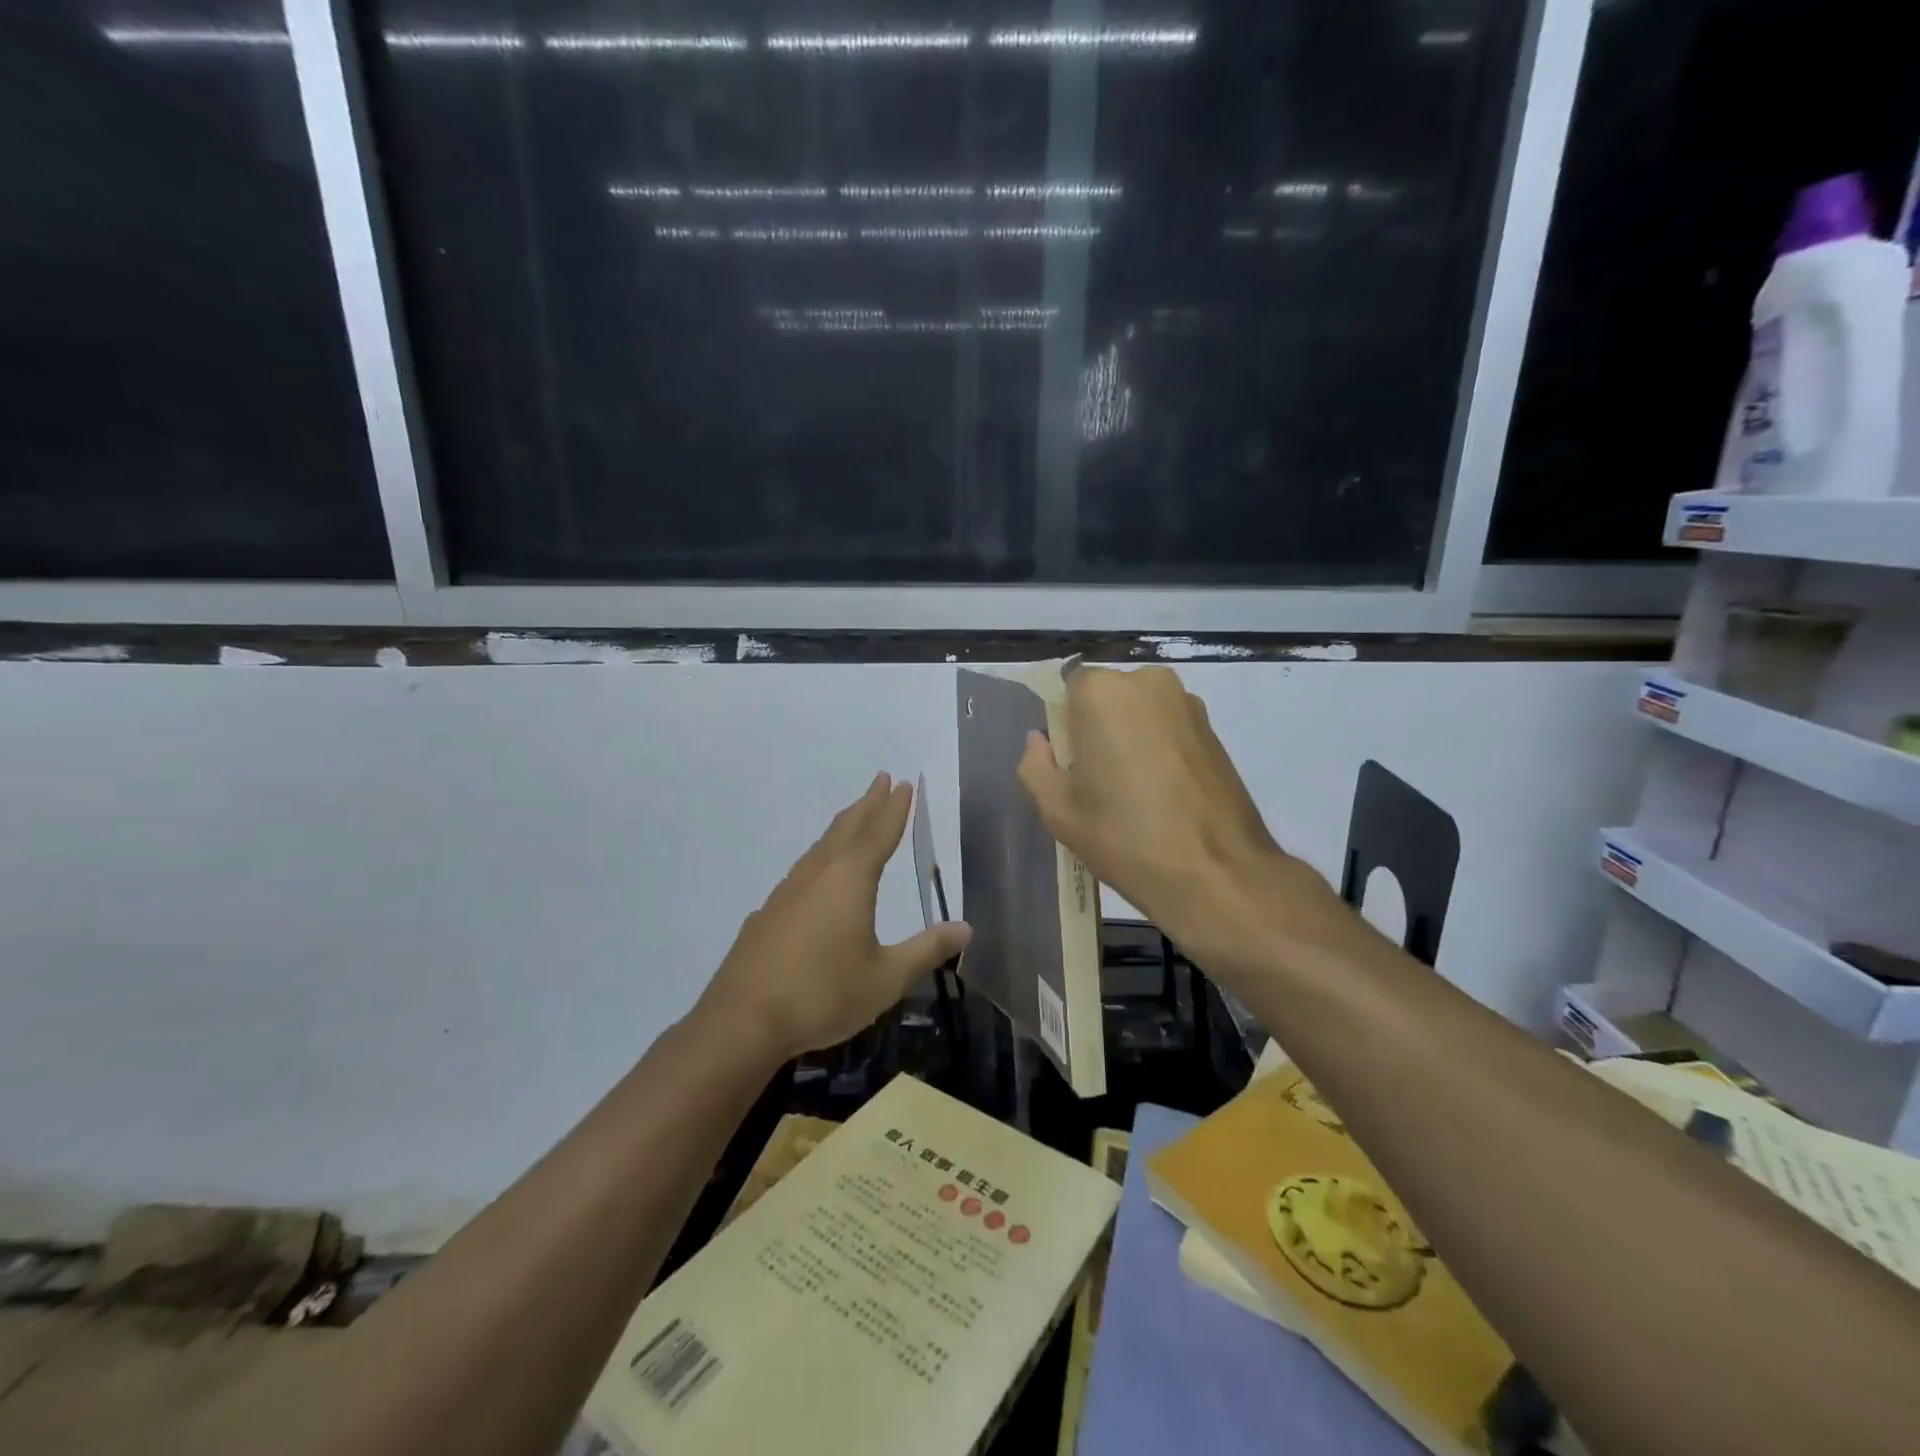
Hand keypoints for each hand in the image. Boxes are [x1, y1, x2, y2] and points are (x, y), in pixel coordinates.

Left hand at [697, 773, 971, 1062]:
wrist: (743, 1020)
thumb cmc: (823, 994)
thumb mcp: (886, 977)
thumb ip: (926, 949)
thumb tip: (967, 928)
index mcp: (850, 880)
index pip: (879, 834)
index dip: (894, 810)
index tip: (903, 783)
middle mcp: (818, 875)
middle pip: (847, 829)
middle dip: (868, 804)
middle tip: (881, 779)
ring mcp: (787, 892)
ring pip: (821, 847)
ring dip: (842, 827)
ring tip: (854, 817)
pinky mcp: (767, 913)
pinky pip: (802, 871)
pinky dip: (820, 857)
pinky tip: (816, 876)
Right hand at [1016, 666, 1343, 971]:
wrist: (1216, 874)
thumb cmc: (1125, 837)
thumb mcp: (1059, 810)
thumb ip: (1036, 765)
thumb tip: (1040, 740)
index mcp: (1104, 693)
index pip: (1070, 689)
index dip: (1067, 727)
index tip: (1072, 765)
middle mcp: (1149, 682)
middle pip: (1108, 697)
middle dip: (1099, 728)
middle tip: (1100, 781)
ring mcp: (1188, 704)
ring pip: (1141, 713)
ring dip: (1131, 739)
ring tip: (1134, 792)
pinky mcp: (1214, 730)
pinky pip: (1169, 729)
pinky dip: (1160, 751)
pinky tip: (1163, 795)